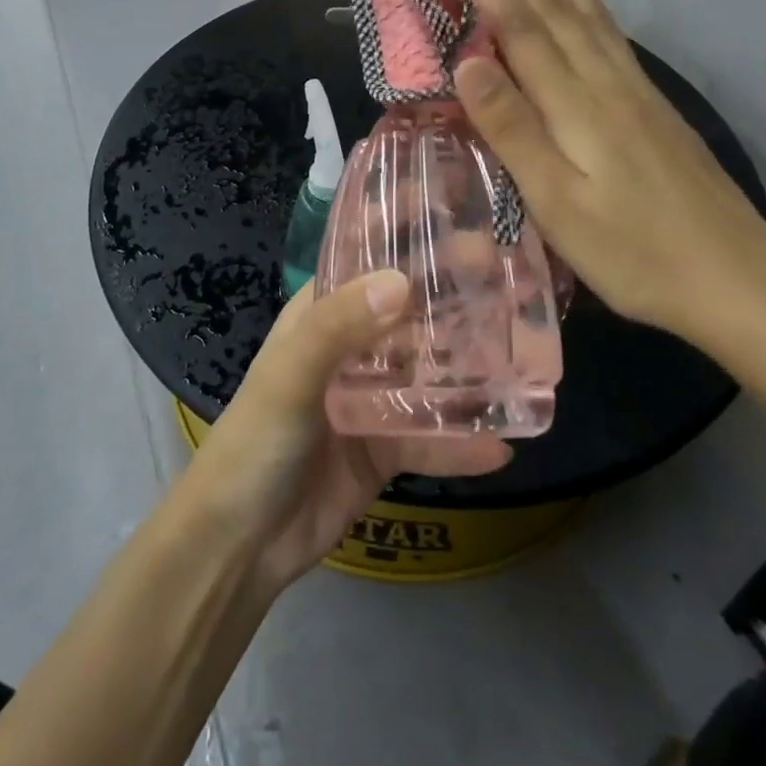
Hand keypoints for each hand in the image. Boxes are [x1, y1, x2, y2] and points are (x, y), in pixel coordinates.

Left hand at [182, 272, 511, 591]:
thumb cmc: (256, 440)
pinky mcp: (385, 449)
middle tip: (511, 285)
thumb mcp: (291, 374)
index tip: (460, 221)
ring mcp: (370, 400)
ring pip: (429, 375)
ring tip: (525, 359)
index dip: (407, 241)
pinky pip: (431, 439)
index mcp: (321, 316)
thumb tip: (402, 281)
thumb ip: (339, 327)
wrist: (240, 543)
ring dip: (469, 370)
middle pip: (409, 316)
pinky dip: (462, 443)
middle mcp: (350, 349)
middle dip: (454, 302)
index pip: (368, 263)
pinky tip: (503, 445)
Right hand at [456, 0, 765, 353]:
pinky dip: (595, 5)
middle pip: (558, 11)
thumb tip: (468, 64)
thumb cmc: (634, 251)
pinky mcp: (653, 107)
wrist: (737, 278)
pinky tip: (591, 0)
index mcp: (575, 106)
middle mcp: (605, 84)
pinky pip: (614, 37)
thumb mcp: (558, 203)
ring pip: (591, 17)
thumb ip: (513, 131)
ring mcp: (635, 92)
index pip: (526, 31)